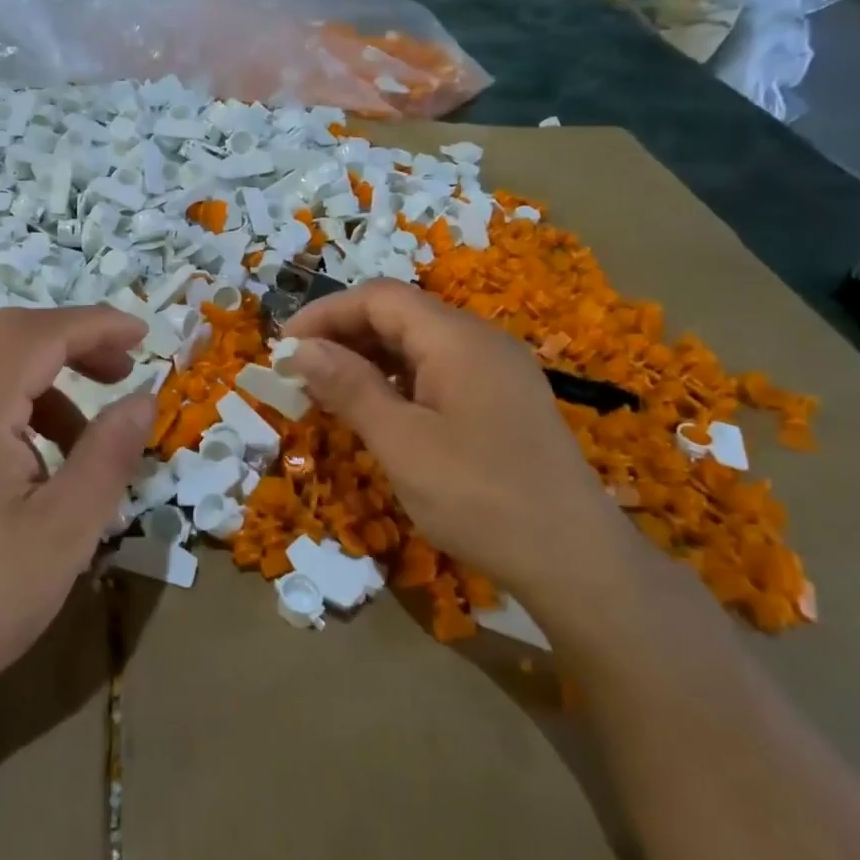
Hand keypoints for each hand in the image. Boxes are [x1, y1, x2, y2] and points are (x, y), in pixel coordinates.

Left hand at [0, 306, 152, 718]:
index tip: (145, 336)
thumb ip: (109, 452)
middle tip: (123, 371)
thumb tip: (144, 398)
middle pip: (9, 335)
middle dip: (73, 342)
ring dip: (47, 379)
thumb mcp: (66, 528)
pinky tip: (44, 461)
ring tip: (89, 436)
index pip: (37, 334)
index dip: (96, 325)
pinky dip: (19, 407)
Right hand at [283, 280, 644, 613]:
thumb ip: (349, 387)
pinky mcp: (502, 401)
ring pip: (417, 344)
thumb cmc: (479, 497)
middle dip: (343, 336)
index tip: (283, 348)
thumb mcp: (401, 442)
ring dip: (368, 360)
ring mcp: (496, 371)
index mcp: (456, 339)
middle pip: (399, 315)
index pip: (379, 298)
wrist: (576, 561)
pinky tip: (377, 412)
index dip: (325, 314)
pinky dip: (397, 381)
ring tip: (328, 393)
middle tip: (299, 374)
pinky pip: (437, 371)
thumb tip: (301, 349)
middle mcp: (479, 341)